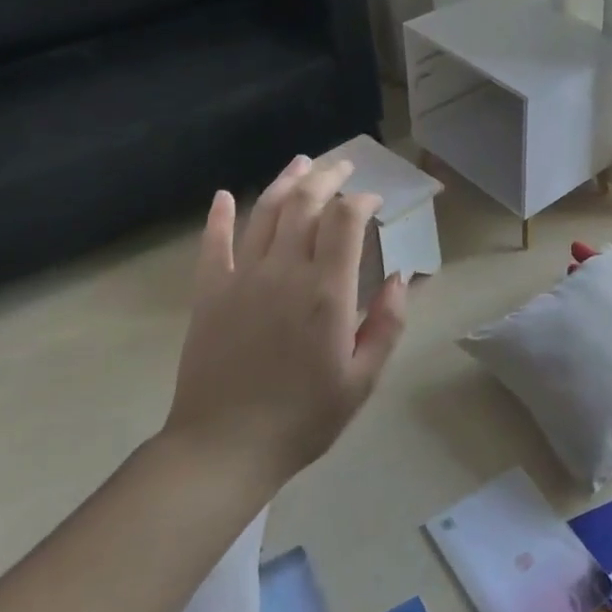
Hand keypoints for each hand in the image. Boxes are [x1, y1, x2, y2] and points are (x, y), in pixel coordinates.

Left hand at [163, 155, 409, 494]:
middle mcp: (284, 272)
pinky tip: (223, 196)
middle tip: (344, 166)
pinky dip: (218, 216)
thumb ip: (387, 324)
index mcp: (326, 292)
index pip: (346, 221)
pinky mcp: (209, 293)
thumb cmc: (304, 417)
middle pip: (305, 204)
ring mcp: (241, 279)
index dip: (362, 201)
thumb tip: (402, 278)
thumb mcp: (363, 379)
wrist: (224, 448)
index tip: (374, 200)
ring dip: (285, 182)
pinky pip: (213, 244)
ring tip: (302, 163)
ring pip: (264, 213)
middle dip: (328, 178)